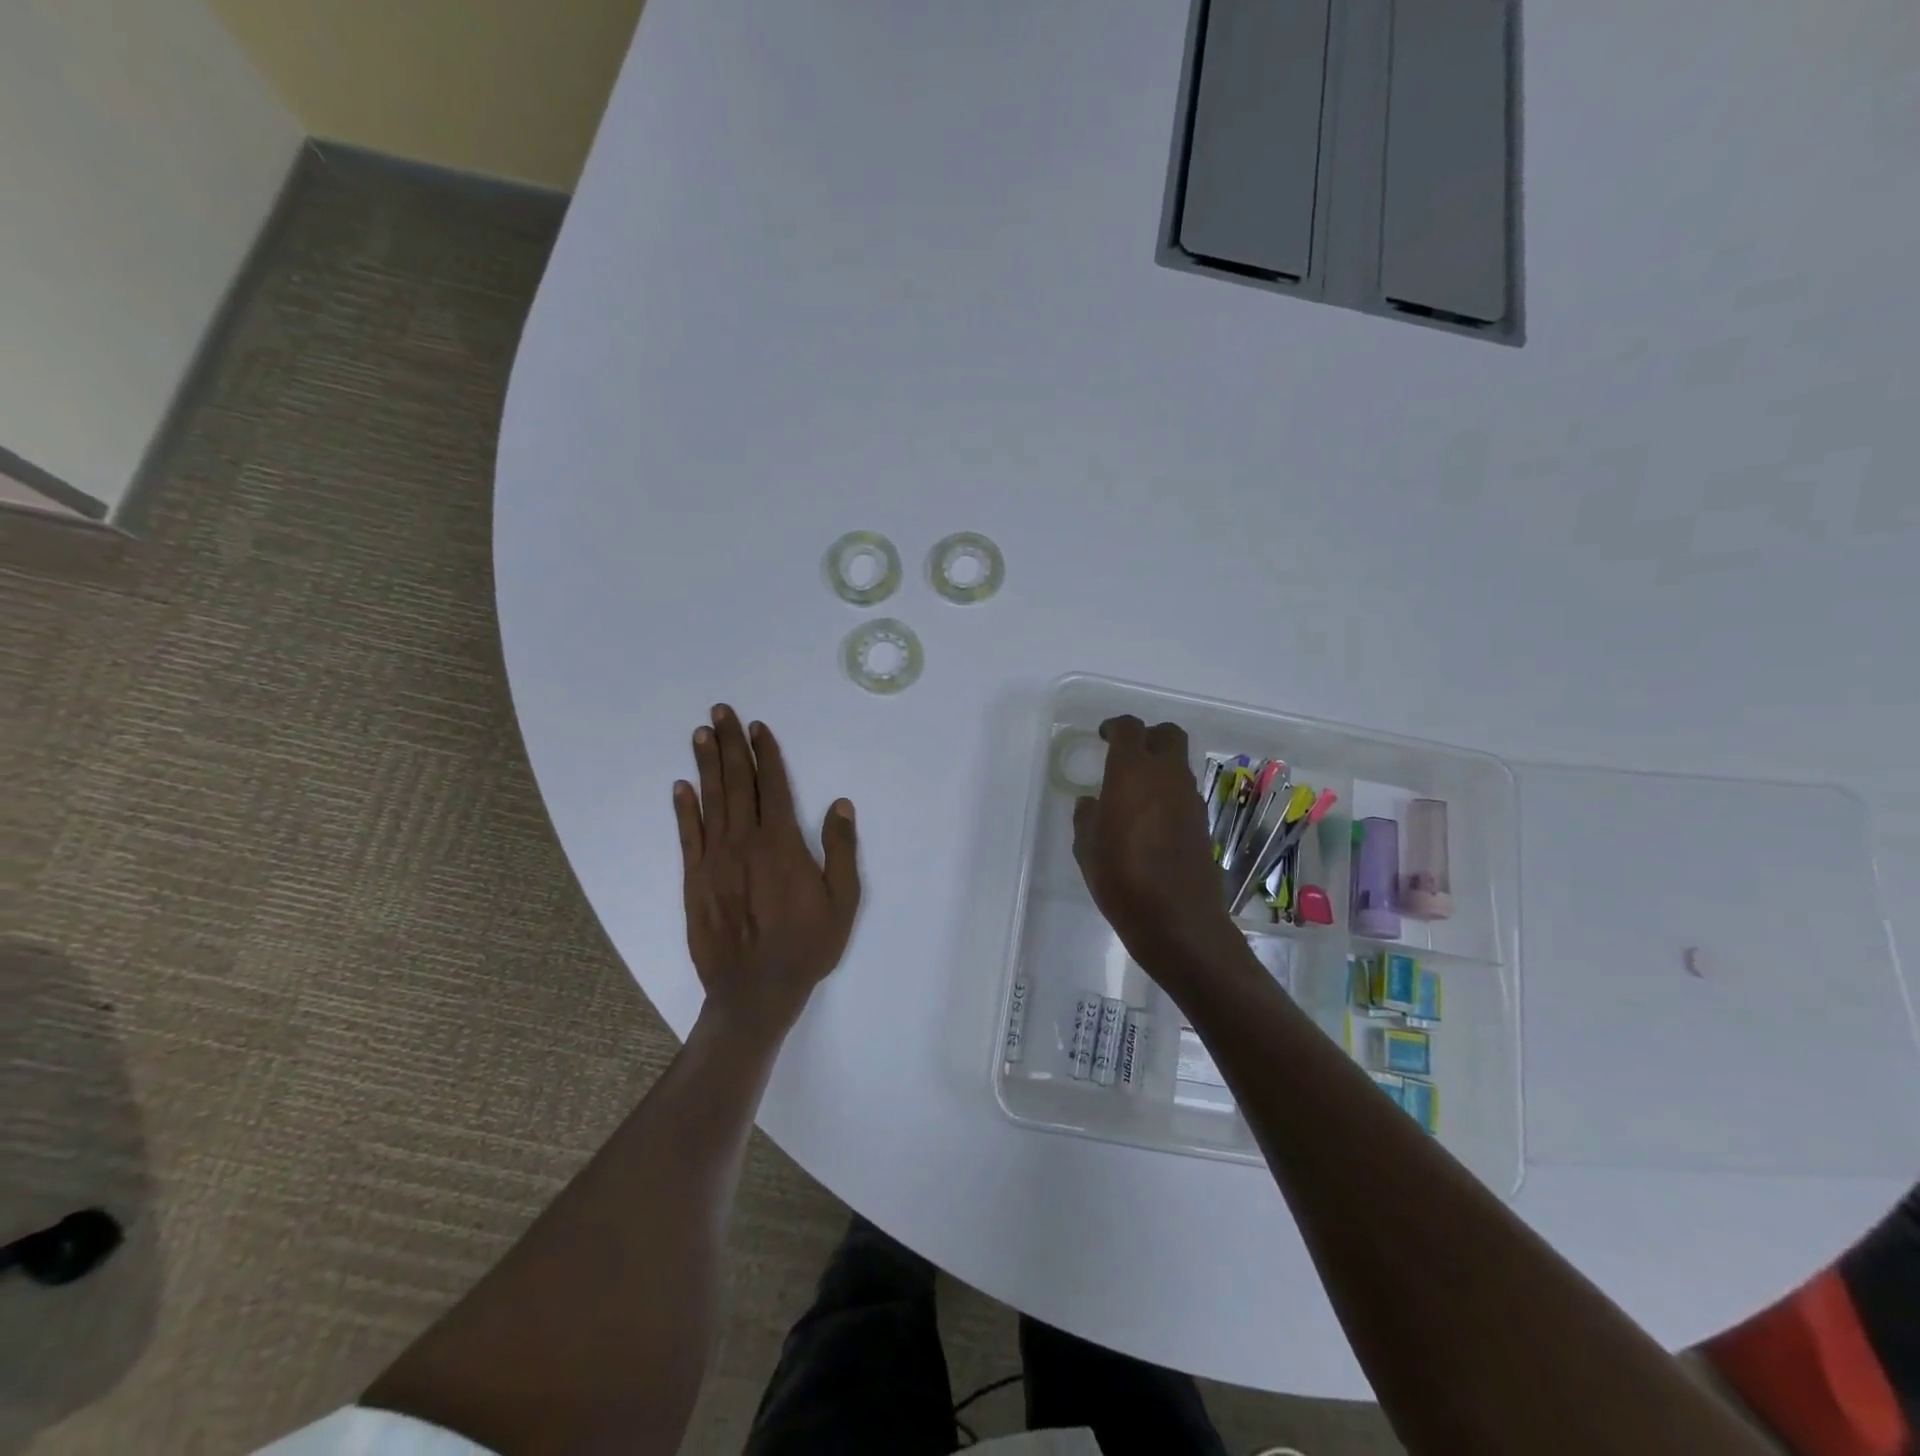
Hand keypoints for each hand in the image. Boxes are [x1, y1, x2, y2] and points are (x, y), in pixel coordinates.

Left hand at [674, 705, 861, 1038]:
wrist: (755, 991)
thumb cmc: (807, 946)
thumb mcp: (842, 900)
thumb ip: (841, 849)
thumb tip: (840, 804)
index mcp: (782, 844)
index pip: (772, 786)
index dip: (765, 754)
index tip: (757, 727)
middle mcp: (744, 843)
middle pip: (737, 783)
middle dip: (729, 744)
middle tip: (720, 712)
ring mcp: (715, 860)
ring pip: (710, 801)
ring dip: (706, 765)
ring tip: (700, 734)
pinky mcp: (695, 880)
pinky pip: (688, 836)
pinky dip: (684, 809)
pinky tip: (681, 786)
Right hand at [1072, 716, 1240, 977]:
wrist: (1178, 922)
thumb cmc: (1122, 880)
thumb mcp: (1088, 849)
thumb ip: (1087, 818)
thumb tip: (1092, 803)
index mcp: (1133, 774)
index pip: (1130, 729)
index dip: (1115, 727)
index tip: (1103, 737)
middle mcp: (1167, 777)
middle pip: (1168, 735)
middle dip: (1148, 737)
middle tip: (1127, 755)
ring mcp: (1190, 800)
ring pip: (1179, 765)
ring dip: (1160, 767)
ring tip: (1135, 793)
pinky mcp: (1203, 823)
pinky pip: (1184, 793)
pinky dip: (1169, 794)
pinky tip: (1151, 821)